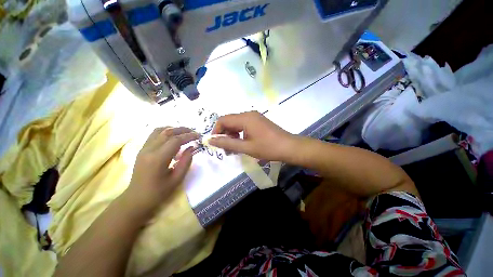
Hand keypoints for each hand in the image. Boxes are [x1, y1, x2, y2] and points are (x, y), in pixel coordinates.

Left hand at [123, 127, 198, 216]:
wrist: (136, 198)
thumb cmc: (158, 192)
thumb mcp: (177, 179)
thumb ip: (186, 162)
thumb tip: (191, 148)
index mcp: (158, 159)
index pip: (175, 141)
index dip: (189, 136)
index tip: (199, 136)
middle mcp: (149, 150)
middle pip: (167, 132)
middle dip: (183, 130)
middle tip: (194, 132)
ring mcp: (144, 148)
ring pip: (159, 130)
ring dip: (174, 129)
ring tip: (185, 132)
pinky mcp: (142, 149)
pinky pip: (154, 134)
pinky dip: (166, 131)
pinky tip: (173, 135)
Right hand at [209, 111, 295, 160]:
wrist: (289, 147)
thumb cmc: (268, 148)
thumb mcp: (246, 147)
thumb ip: (227, 143)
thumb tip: (210, 140)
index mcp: (245, 118)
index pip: (223, 120)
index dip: (216, 131)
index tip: (216, 143)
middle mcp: (249, 114)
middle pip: (230, 121)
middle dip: (225, 134)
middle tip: (226, 149)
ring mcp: (255, 117)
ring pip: (236, 124)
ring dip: (232, 135)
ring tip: (233, 149)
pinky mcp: (258, 121)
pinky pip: (244, 125)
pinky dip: (240, 134)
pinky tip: (242, 144)